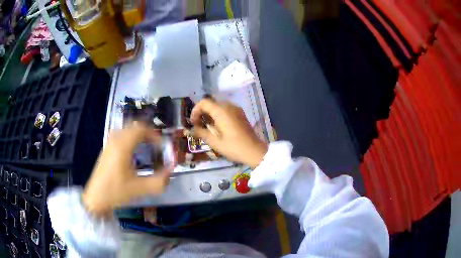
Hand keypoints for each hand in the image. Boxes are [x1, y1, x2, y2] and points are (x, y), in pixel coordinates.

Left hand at [82, 122, 172, 217]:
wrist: (96, 197)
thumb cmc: (116, 191)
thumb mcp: (140, 189)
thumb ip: (159, 181)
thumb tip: (171, 171)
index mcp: (122, 146)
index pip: (141, 129)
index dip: (154, 135)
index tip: (162, 147)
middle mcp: (115, 140)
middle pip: (134, 126)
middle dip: (148, 133)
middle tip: (156, 146)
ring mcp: (109, 143)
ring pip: (127, 129)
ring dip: (138, 135)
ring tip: (147, 147)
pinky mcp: (107, 148)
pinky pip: (121, 135)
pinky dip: (131, 138)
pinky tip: (133, 152)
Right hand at [191, 99, 267, 167]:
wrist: (254, 151)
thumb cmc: (234, 147)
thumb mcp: (215, 142)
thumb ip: (201, 133)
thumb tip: (192, 129)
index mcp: (221, 111)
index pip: (203, 103)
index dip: (195, 111)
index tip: (193, 123)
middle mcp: (229, 106)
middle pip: (211, 103)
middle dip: (202, 112)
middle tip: (198, 125)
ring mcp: (236, 109)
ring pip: (218, 106)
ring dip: (210, 114)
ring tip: (207, 127)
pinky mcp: (240, 114)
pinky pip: (226, 109)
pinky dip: (219, 115)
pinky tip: (218, 127)